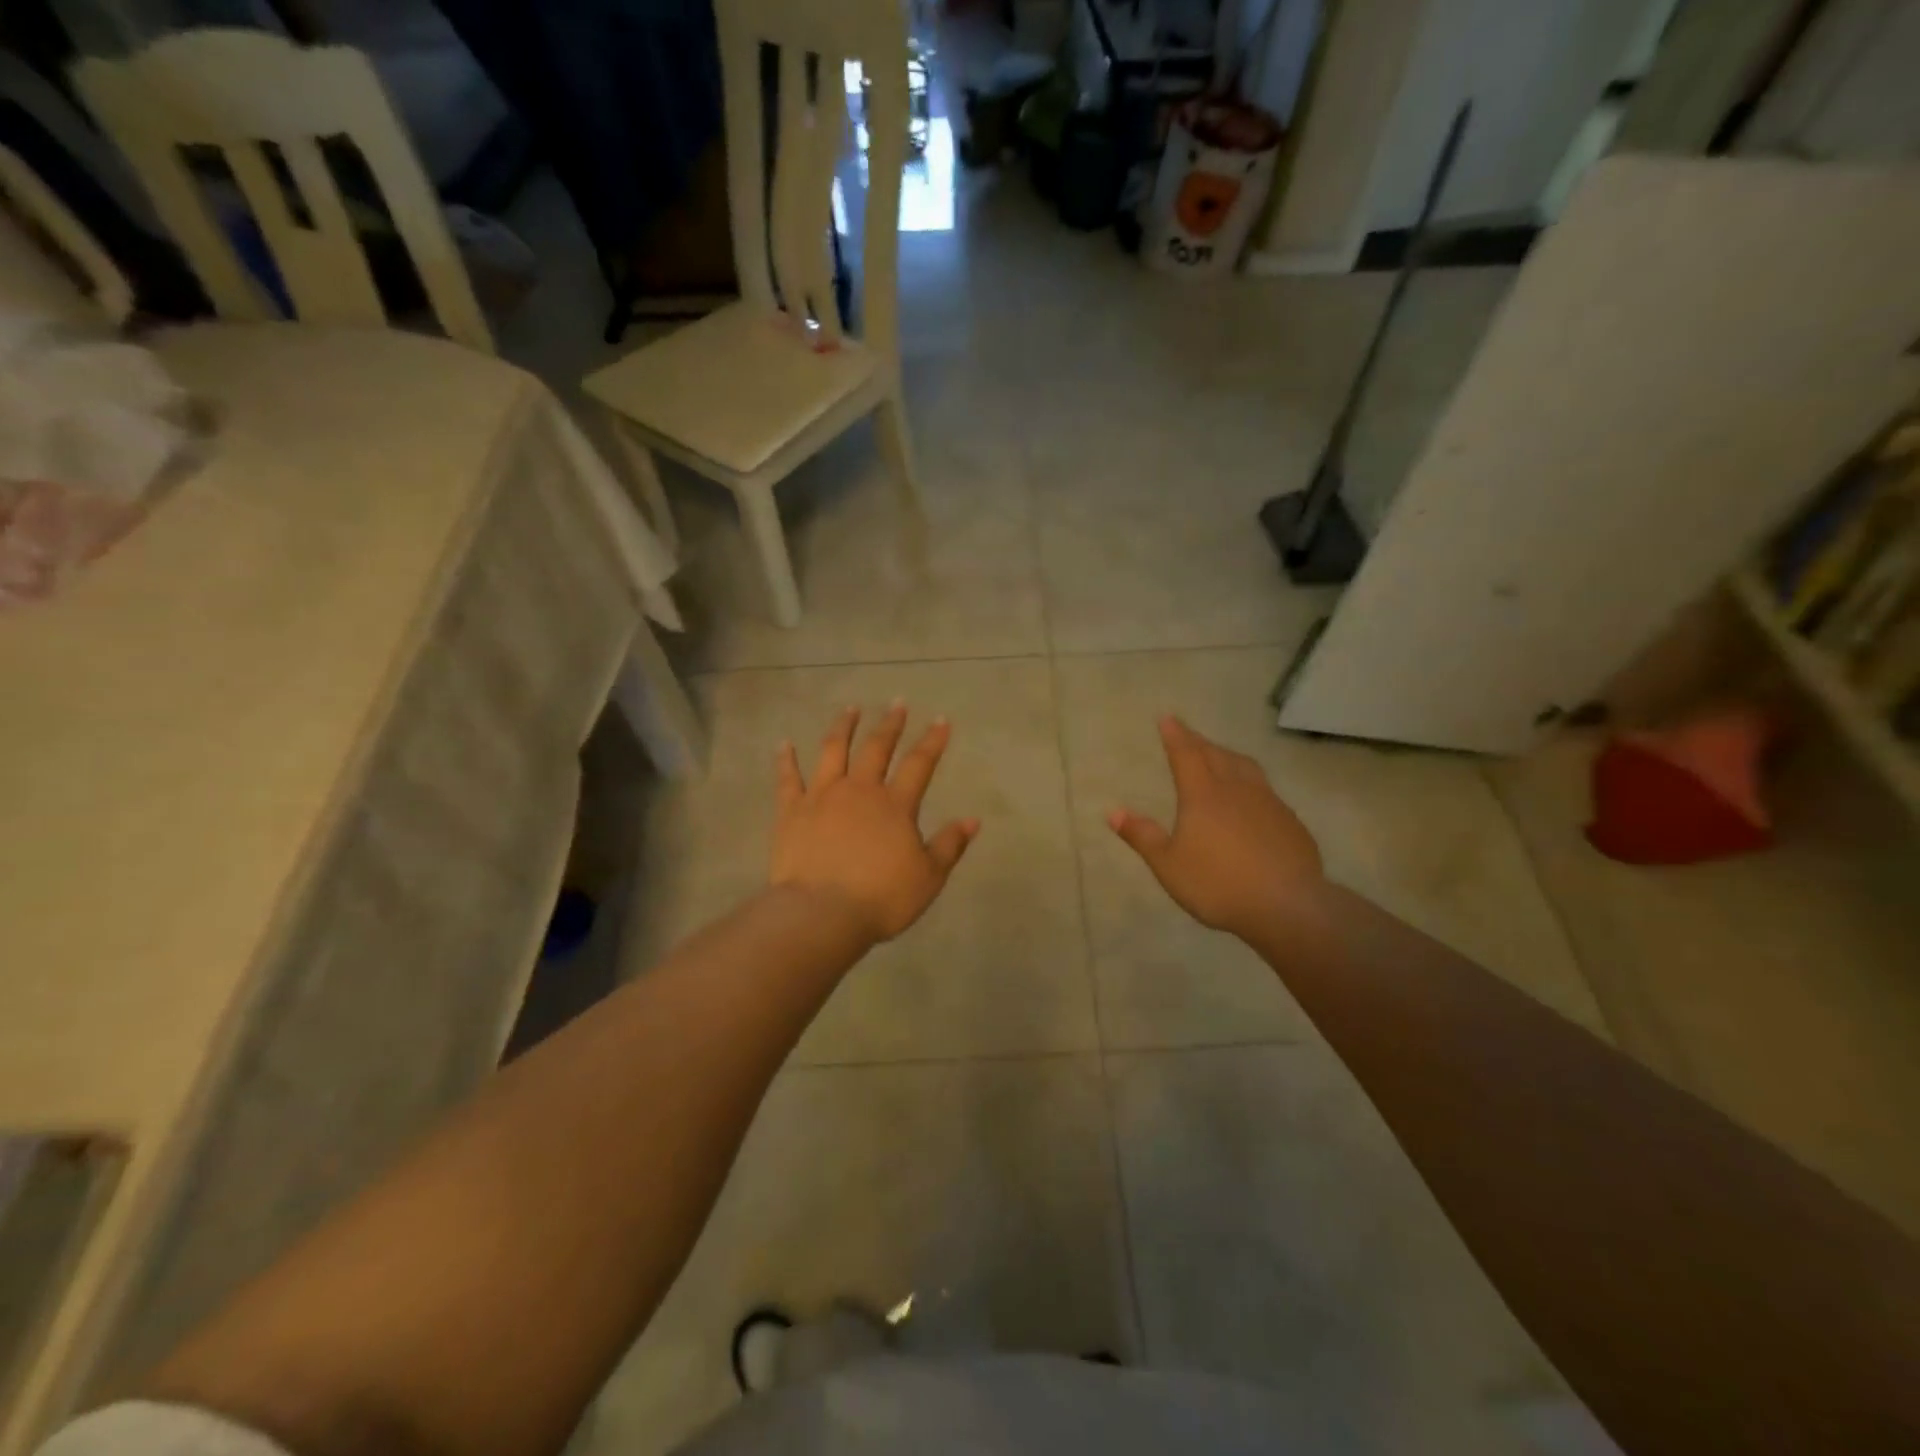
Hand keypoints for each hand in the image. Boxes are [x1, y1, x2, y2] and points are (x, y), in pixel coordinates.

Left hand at [770, 703, 980, 944]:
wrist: (822, 913)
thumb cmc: (881, 898)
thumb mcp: (928, 877)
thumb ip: (949, 845)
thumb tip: (972, 820)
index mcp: (895, 805)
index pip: (919, 764)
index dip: (932, 741)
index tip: (941, 720)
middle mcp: (859, 790)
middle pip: (876, 748)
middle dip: (890, 724)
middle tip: (897, 704)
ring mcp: (822, 796)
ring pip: (833, 751)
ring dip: (843, 727)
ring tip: (850, 709)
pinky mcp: (791, 811)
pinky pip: (788, 779)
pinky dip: (786, 760)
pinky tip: (785, 744)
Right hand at [1108, 716, 1323, 939]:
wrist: (1287, 905)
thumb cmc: (1218, 884)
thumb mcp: (1168, 865)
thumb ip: (1142, 836)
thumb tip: (1113, 812)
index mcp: (1202, 795)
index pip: (1186, 754)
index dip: (1175, 735)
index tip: (1168, 718)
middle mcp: (1236, 789)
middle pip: (1216, 755)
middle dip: (1199, 741)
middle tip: (1188, 734)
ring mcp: (1268, 803)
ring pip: (1245, 767)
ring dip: (1228, 756)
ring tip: (1220, 755)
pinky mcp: (1290, 821)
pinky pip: (1266, 790)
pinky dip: (1251, 782)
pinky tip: (1252, 798)